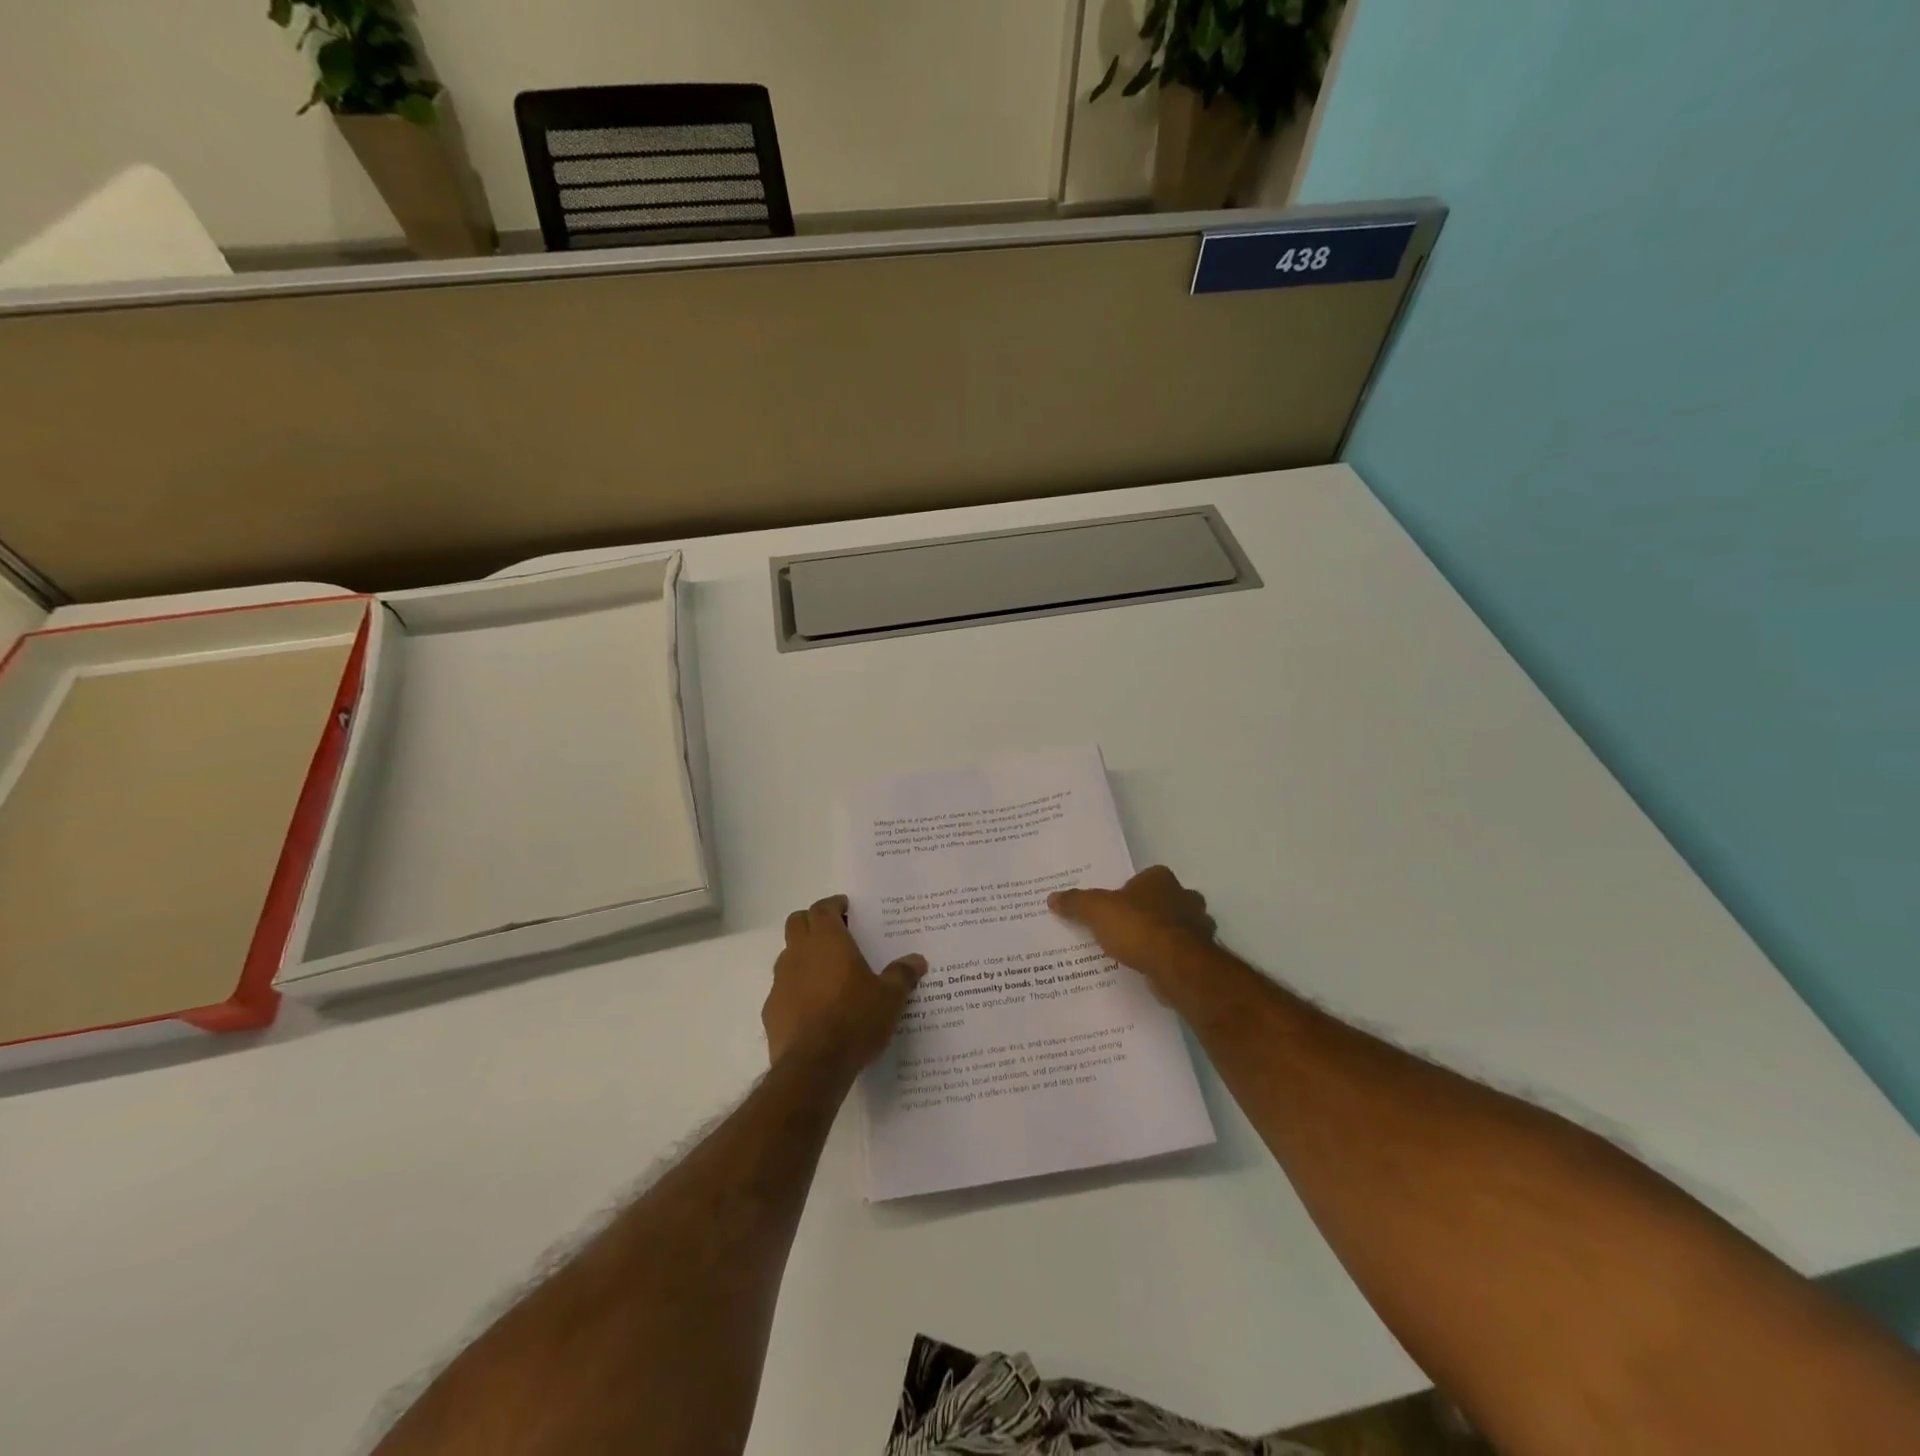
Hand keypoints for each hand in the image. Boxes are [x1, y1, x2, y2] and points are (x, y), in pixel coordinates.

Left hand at [763, 895, 925, 1073]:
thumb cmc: (855, 1019)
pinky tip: (815, 1009)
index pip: (822, 907)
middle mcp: (799, 952)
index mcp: (827, 940)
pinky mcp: (771, 1010)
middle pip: (798, 922)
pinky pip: (783, 989)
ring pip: (788, 955)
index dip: (834, 905)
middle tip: (837, 935)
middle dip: (814, 923)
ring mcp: (780, 981)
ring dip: (804, 956)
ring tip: (828, 975)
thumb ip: (902, 975)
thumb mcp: (890, 998)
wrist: (814, 1066)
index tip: (847, 910)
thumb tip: (917, 960)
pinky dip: (796, 989)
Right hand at [1049, 865, 1219, 993]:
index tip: (1116, 907)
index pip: (1144, 878)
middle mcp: (1184, 896)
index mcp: (1160, 878)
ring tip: (1138, 951)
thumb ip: (1076, 903)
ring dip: (1163, 936)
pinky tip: (1152, 967)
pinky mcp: (1202, 954)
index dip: (1130, 891)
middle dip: (1150, 912)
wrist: (1176, 965)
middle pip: (1164, 901)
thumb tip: (1052, 897)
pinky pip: (1181, 952)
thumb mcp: (1096, 911)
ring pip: (1177, 927)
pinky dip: (1169, 957)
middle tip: (1125, 928)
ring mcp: (1198, 926)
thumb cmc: (1137, 927)